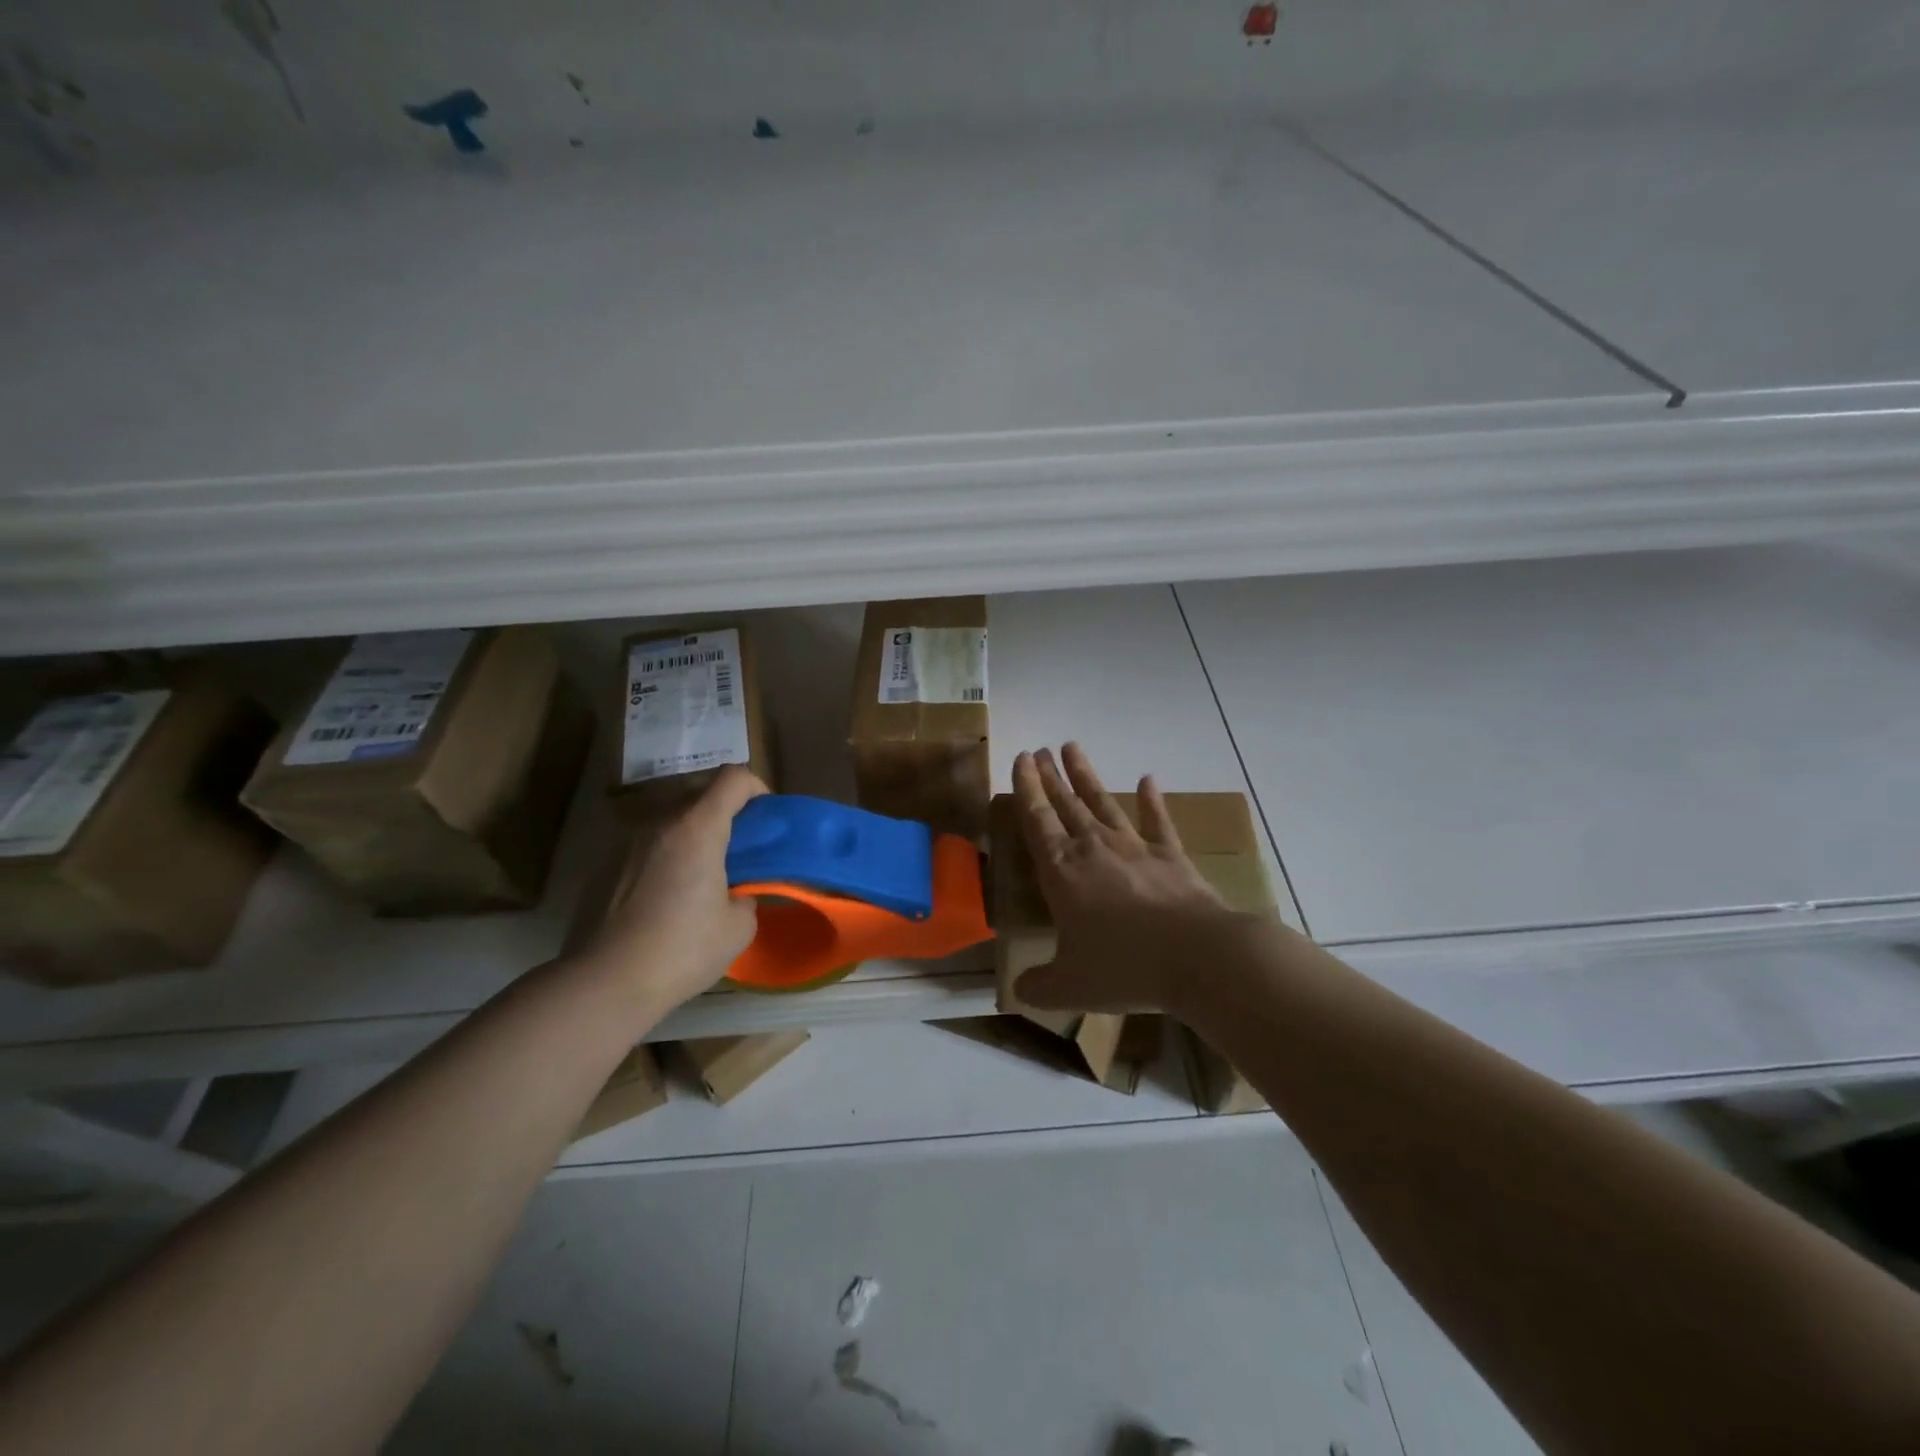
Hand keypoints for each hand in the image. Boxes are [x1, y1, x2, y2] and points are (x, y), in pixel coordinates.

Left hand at [586, 766, 767, 1012]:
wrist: (604, 983)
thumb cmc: (681, 950)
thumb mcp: (737, 928)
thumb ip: (745, 897)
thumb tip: (736, 895)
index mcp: (697, 828)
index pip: (733, 778)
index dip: (755, 788)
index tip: (765, 816)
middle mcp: (659, 823)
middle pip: (699, 793)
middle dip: (724, 811)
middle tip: (738, 848)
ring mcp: (625, 843)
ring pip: (669, 819)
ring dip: (691, 834)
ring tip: (700, 874)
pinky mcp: (604, 867)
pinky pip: (645, 847)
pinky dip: (664, 857)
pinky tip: (665, 899)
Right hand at [1012, 743, 1246, 1014]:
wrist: (1197, 956)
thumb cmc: (1124, 968)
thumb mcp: (1070, 987)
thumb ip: (1039, 986)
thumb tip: (1018, 991)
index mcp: (1062, 873)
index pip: (1037, 820)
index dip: (1027, 788)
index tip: (1022, 758)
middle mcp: (1094, 849)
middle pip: (1066, 804)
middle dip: (1050, 777)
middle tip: (1040, 750)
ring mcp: (1135, 847)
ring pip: (1103, 802)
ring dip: (1086, 775)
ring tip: (1072, 747)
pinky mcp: (1170, 856)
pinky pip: (1157, 821)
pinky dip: (1152, 801)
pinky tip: (1148, 780)